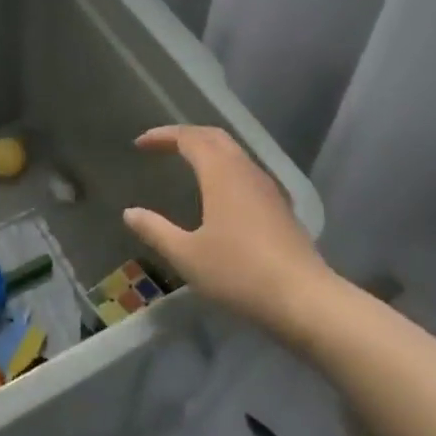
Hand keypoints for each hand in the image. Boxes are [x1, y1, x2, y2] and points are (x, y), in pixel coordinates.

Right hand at [122, 124, 326, 328]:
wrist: (305, 300)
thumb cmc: (239, 273)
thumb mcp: (187, 255)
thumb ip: (156, 230)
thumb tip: (130, 213)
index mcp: (221, 173)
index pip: (189, 138)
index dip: (163, 136)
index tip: (140, 144)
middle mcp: (246, 171)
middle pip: (215, 137)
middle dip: (186, 135)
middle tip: (162, 146)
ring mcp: (268, 188)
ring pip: (234, 153)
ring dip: (208, 150)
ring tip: (186, 163)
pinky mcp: (280, 207)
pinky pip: (246, 172)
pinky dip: (224, 168)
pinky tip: (218, 193)